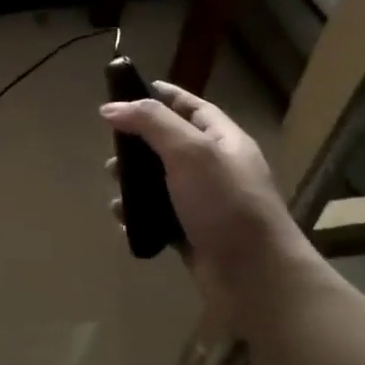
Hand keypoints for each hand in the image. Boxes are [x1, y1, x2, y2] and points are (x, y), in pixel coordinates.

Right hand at [99, 82, 311, 307]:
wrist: (253, 275)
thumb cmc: (225, 204)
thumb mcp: (190, 152)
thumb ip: (151, 123)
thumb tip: (110, 107)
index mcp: (224, 141)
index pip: (192, 107)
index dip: (163, 95)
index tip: (127, 89)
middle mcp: (215, 168)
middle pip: (168, 144)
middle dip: (136, 144)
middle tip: (111, 151)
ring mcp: (203, 202)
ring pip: (158, 182)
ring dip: (132, 182)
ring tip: (114, 188)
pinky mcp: (190, 232)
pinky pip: (156, 215)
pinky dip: (137, 214)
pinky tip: (123, 218)